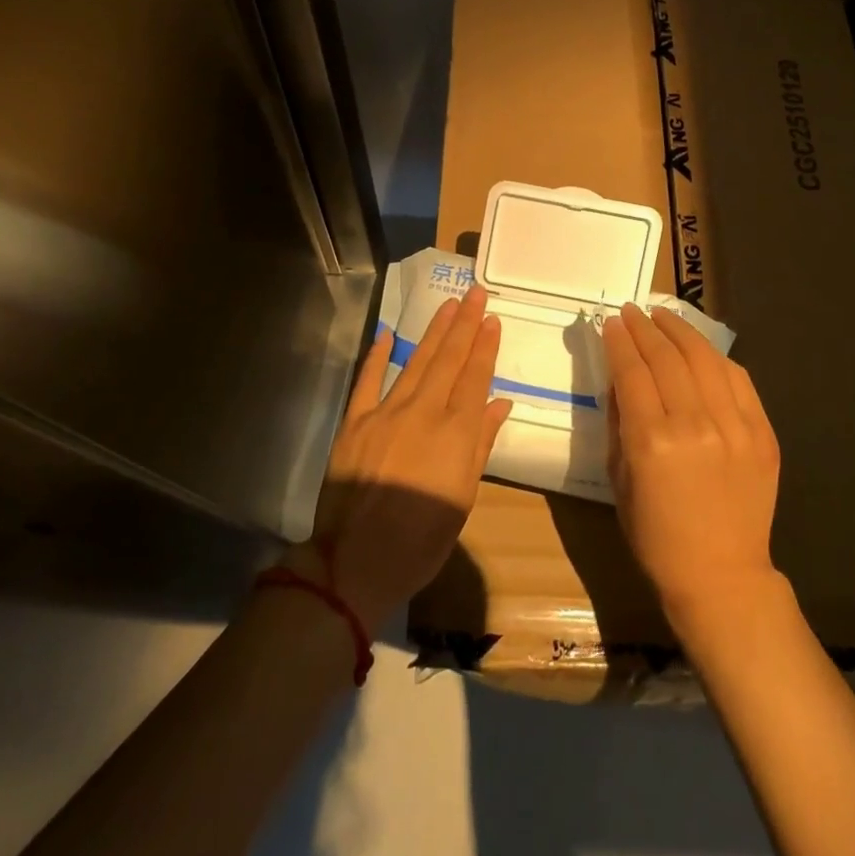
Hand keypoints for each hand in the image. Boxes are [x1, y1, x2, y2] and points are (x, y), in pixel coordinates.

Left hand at [297, 284, 512, 628]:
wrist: (356, 561)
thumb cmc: (422, 539)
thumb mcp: (463, 497)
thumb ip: (480, 444)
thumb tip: (499, 403)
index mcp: (455, 432)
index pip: (475, 377)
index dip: (485, 347)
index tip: (493, 319)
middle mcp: (424, 412)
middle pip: (448, 359)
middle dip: (464, 324)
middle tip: (475, 294)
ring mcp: (386, 413)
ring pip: (416, 362)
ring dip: (434, 331)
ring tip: (449, 305)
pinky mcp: (355, 422)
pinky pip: (367, 380)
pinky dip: (378, 355)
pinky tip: (388, 332)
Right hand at [603, 304, 781, 632]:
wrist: (722, 576)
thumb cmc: (656, 535)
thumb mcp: (619, 479)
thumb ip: (619, 422)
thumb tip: (620, 377)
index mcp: (652, 441)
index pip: (632, 371)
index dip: (621, 341)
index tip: (613, 321)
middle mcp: (694, 425)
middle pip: (667, 357)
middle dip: (646, 328)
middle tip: (634, 311)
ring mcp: (734, 427)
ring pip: (705, 359)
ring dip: (681, 332)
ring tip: (665, 316)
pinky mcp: (762, 433)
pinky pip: (738, 380)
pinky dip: (716, 358)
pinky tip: (701, 349)